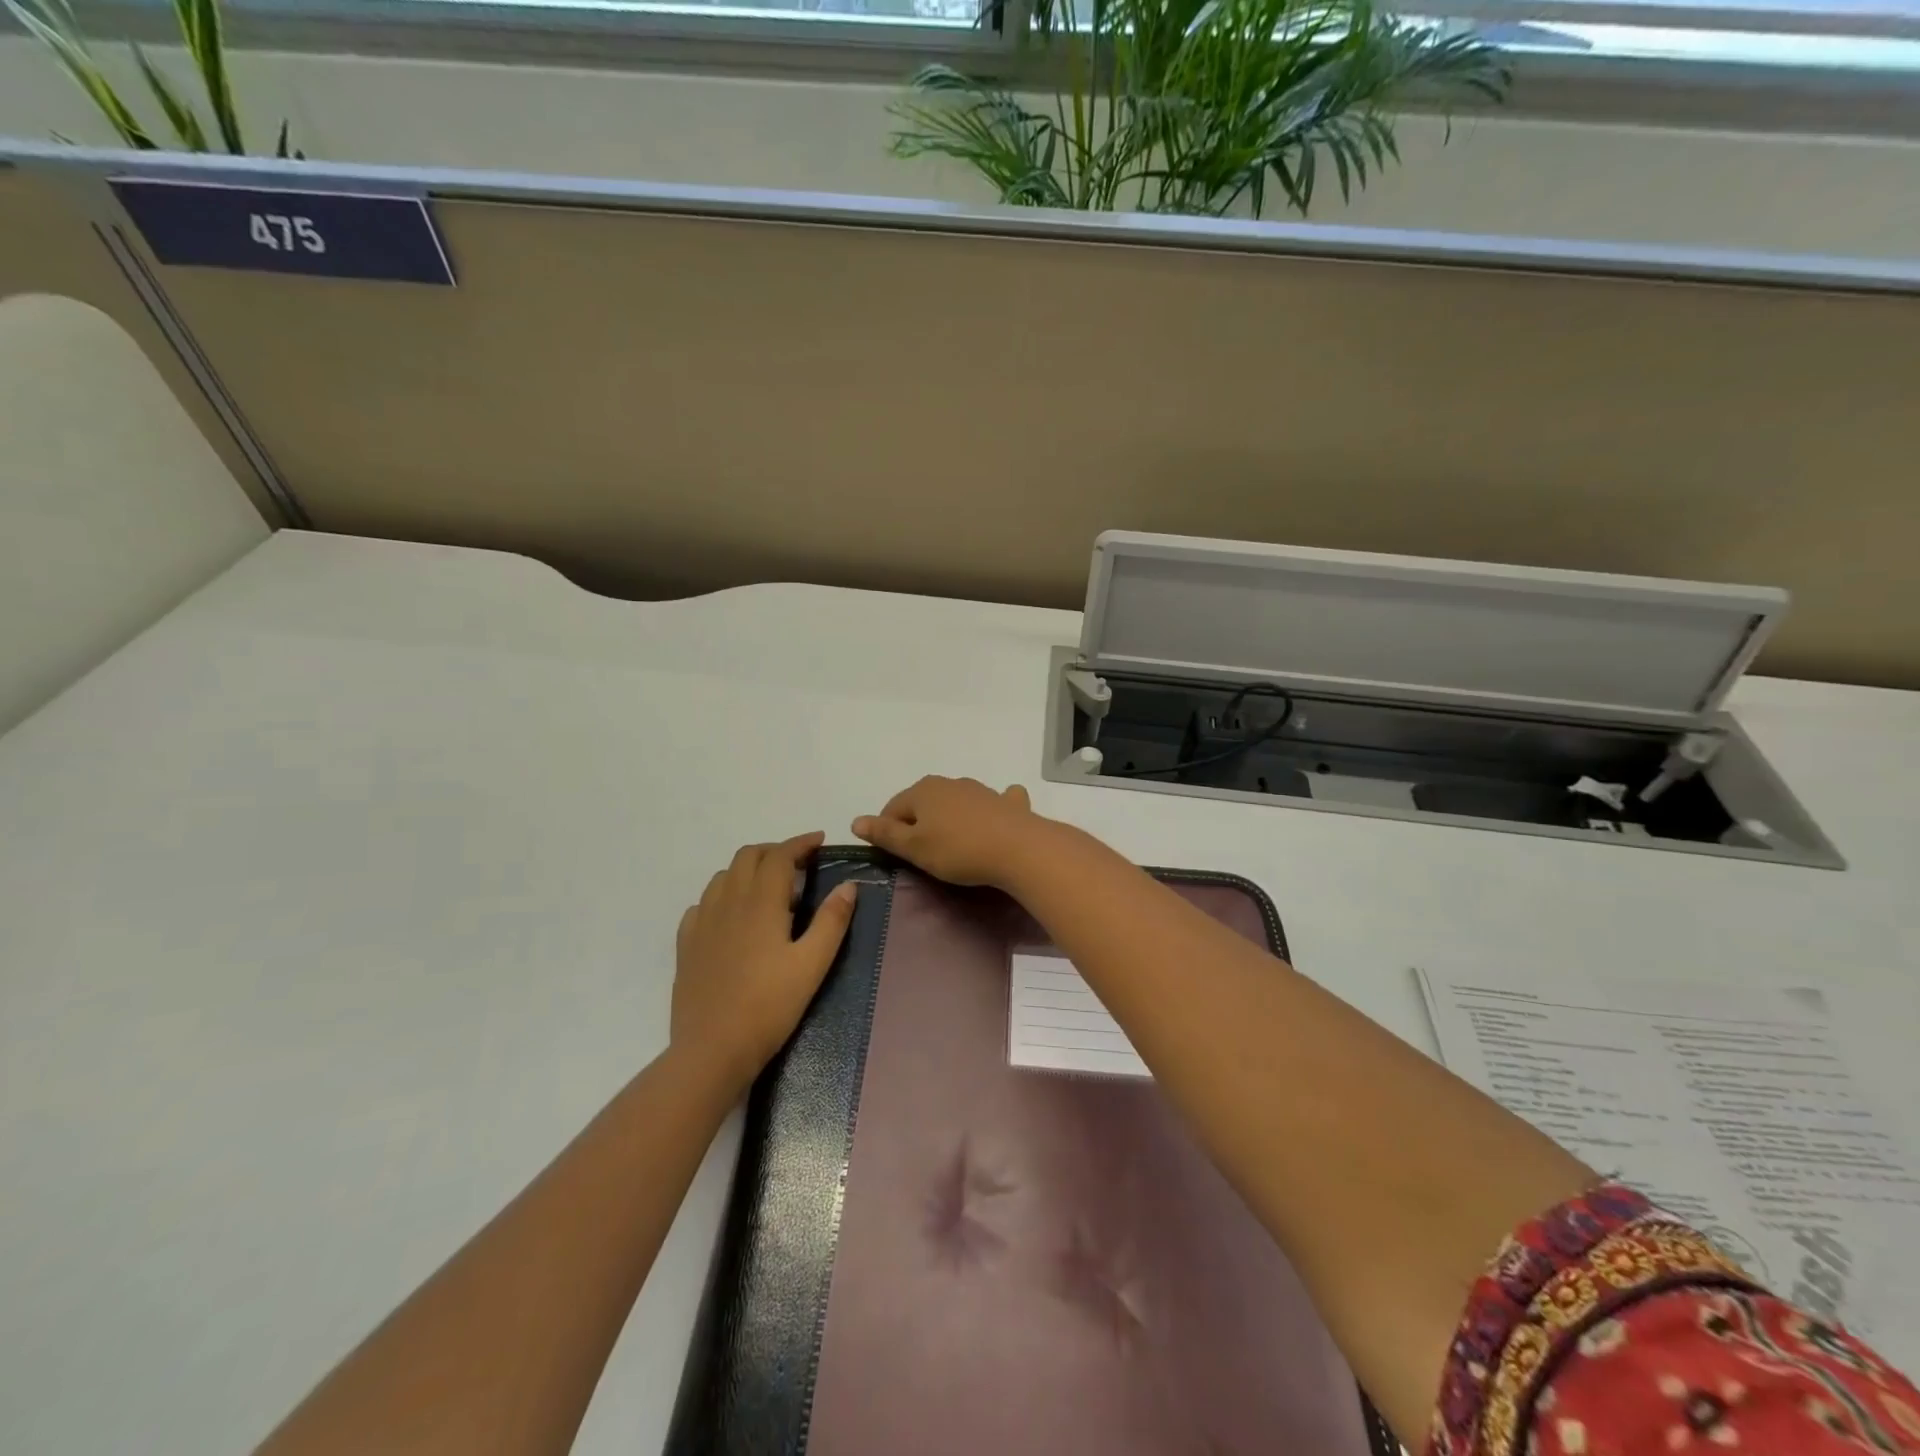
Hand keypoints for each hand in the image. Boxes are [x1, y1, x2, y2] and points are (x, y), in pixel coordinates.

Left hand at [673, 832, 857, 1094]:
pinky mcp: (687, 944)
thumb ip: (831, 921)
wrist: (711, 1050)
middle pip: (748, 856)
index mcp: (760, 903)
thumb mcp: (812, 965)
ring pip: (724, 876)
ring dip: (748, 869)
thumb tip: (848, 885)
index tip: (820, 841)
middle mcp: (728, 902)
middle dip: (775, 851)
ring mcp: (702, 922)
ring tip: (769, 887)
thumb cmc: (769, 1007)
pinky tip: (733, 916)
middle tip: (799, 864)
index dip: (800, 843)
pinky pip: (703, 903)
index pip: (779, 855)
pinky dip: (723, 895)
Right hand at [851, 776, 1044, 887]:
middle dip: (919, 823)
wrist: (1018, 848)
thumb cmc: (958, 850)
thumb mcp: (914, 848)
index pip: (893, 808)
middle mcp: (949, 782)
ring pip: (955, 801)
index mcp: (923, 791)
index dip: (888, 832)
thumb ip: (885, 834)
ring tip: (954, 845)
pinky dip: (988, 809)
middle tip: (923, 854)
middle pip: (923, 803)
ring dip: (950, 817)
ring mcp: (980, 789)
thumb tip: (856, 820)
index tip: (895, 856)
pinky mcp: (1006, 802)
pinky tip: (994, 818)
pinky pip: (993, 802)